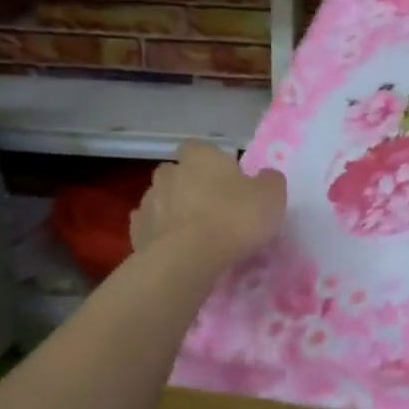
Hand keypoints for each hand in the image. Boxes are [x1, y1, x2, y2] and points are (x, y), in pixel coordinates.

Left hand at [130, 141, 286, 269]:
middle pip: (178, 173)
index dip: (213, 164)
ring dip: (173, 211)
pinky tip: (175, 249)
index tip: (227, 182)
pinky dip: (160, 235)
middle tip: (211, 208)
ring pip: (161, 200)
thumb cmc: (234, 218)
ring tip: (194, 234)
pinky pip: (150, 227)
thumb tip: (265, 177)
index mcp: (201, 156)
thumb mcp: (272, 197)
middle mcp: (170, 172)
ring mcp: (148, 201)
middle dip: (189, 186)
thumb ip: (269, 181)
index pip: (201, 149)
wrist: (188, 259)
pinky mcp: (136, 232)